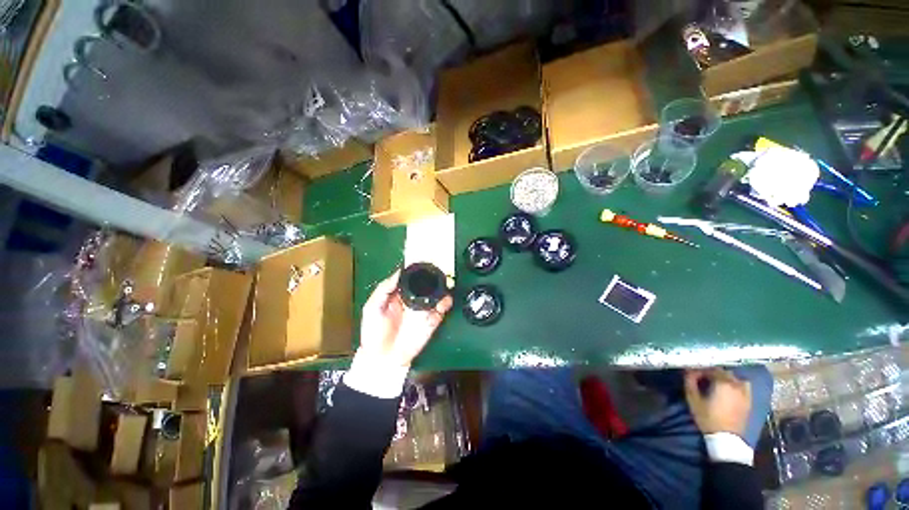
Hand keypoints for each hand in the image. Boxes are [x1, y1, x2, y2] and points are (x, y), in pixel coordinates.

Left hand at [358, 270, 452, 367]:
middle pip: (426, 284)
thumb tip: (397, 272)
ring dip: (443, 288)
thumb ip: (383, 290)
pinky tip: (444, 301)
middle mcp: (413, 299)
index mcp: (398, 294)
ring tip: (445, 284)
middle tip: (439, 270)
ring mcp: (423, 310)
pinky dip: (446, 303)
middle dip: (434, 276)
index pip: (410, 278)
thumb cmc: (374, 333)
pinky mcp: (431, 321)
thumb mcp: (372, 308)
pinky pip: (441, 309)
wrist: (384, 358)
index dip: (417, 270)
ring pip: (437, 295)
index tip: (423, 261)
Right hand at [685, 368, 751, 436]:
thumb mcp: (693, 399)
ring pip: (733, 377)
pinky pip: (743, 385)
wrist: (726, 438)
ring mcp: (744, 392)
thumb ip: (690, 382)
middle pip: (722, 371)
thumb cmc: (708, 417)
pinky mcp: (749, 399)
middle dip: (711, 372)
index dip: (699, 369)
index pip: (709, 368)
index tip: (691, 374)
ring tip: (715, 383)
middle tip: (701, 378)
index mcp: (722, 382)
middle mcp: (735, 384)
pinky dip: (735, 383)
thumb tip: (688, 370)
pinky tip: (729, 388)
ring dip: (723, 377)